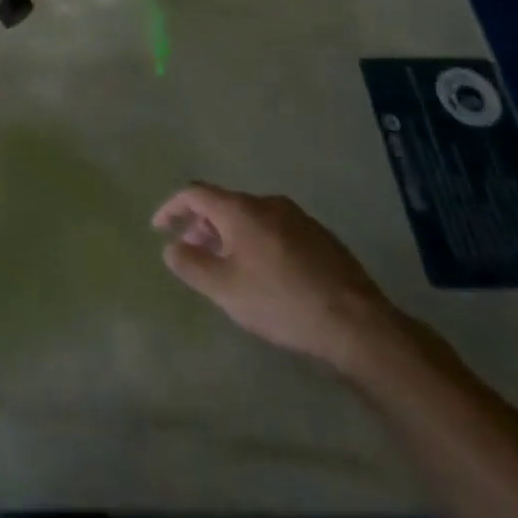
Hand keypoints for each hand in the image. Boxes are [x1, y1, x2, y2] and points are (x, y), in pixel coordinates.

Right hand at [153, 183, 405, 372]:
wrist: (358, 324)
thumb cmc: (281, 302)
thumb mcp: (224, 290)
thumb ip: (191, 265)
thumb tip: (172, 247)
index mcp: (240, 209)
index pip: (194, 193)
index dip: (172, 208)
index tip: (159, 228)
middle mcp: (267, 203)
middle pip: (224, 204)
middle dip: (202, 224)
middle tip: (192, 251)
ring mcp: (298, 218)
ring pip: (251, 217)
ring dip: (231, 234)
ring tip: (227, 265)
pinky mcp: (321, 237)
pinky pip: (275, 229)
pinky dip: (258, 241)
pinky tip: (265, 273)